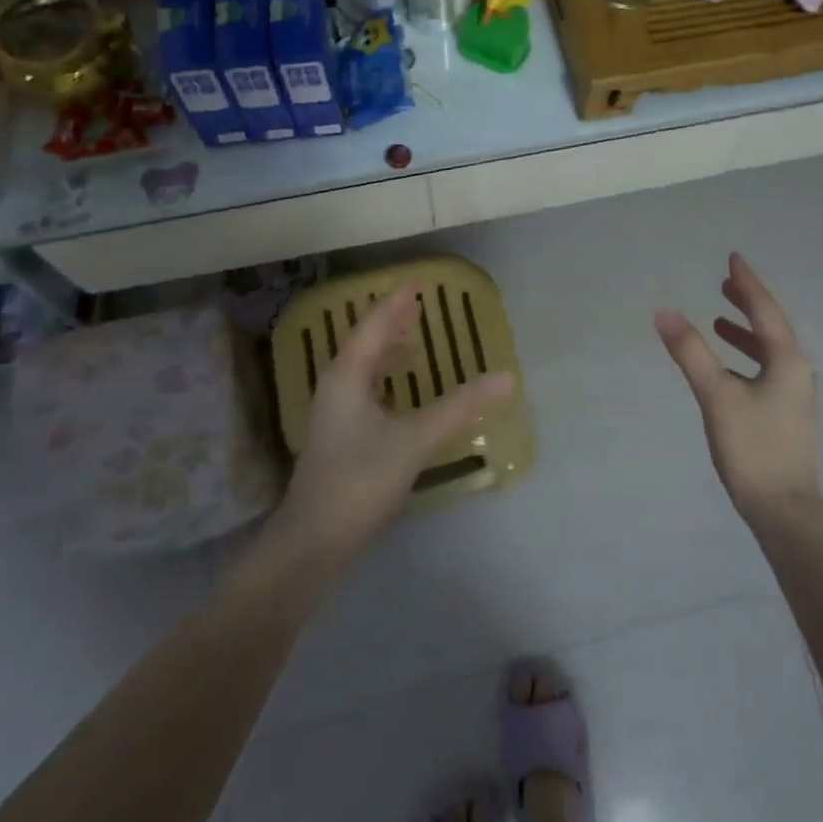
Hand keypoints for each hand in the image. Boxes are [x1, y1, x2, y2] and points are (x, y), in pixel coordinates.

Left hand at [276, 283, 514, 558]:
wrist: (315, 540)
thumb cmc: (360, 480)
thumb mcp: (415, 440)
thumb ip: (461, 407)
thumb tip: (507, 378)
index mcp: (348, 375)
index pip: (374, 324)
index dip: (397, 302)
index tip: (418, 281)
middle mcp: (338, 385)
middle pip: (366, 340)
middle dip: (392, 319)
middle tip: (420, 301)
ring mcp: (336, 411)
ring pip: (364, 365)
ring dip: (388, 346)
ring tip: (413, 333)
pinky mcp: (342, 435)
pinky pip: (367, 386)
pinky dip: (387, 373)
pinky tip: (401, 386)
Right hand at [655, 253, 822, 526]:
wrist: (784, 510)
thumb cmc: (753, 448)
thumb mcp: (717, 396)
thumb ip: (691, 353)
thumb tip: (664, 312)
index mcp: (787, 361)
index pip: (765, 310)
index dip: (747, 283)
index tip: (733, 258)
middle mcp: (796, 372)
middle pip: (772, 326)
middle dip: (748, 303)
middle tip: (725, 283)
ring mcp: (794, 395)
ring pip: (769, 350)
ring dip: (746, 331)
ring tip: (720, 320)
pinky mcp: (785, 415)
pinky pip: (765, 369)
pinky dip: (746, 357)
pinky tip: (727, 369)